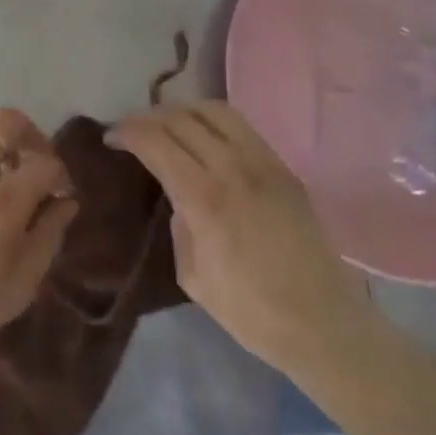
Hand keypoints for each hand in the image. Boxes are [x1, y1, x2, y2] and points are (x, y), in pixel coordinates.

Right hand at [108, 101, 369, 374]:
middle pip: (180, 118)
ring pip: (214, 110)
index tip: (111, 138)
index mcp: (205, 199)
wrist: (324, 324)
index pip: (156, 140)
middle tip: (131, 131)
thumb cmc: (251, 312)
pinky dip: (212, 121)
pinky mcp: (283, 167)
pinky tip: (203, 138)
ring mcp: (263, 162)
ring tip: (167, 125)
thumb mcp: (192, 276)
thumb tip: (176, 196)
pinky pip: (241, 126)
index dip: (127, 131)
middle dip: (147, 118)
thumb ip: (178, 225)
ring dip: (181, 110)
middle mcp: (233, 168)